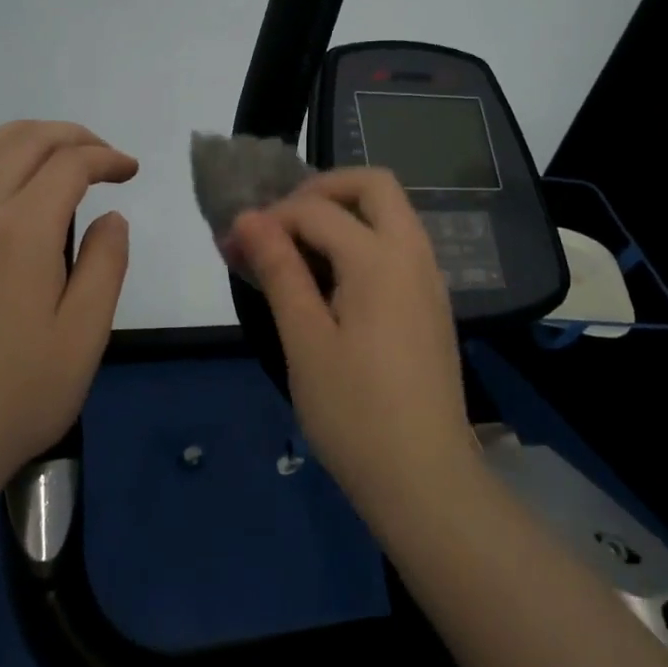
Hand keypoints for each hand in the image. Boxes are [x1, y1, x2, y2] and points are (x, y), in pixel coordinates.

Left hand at [0, 120, 137, 497]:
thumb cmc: (20, 394)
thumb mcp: (85, 334)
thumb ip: (105, 264)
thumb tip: (110, 218)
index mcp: (21, 232)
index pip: (68, 165)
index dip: (105, 158)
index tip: (130, 172)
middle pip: (21, 142)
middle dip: (69, 135)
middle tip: (102, 155)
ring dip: (24, 139)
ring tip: (58, 155)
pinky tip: (15, 205)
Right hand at [230, 168, 475, 519]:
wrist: (426, 480)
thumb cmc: (355, 414)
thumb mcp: (305, 341)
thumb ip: (280, 271)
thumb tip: (248, 219)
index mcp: (380, 260)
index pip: (317, 209)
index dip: (271, 217)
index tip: (236, 244)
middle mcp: (414, 255)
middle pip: (374, 185)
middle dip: (322, 188)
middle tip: (281, 221)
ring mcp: (430, 279)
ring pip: (391, 213)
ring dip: (344, 213)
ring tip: (297, 250)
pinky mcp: (431, 304)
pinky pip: (398, 245)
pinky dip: (362, 239)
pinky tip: (331, 281)